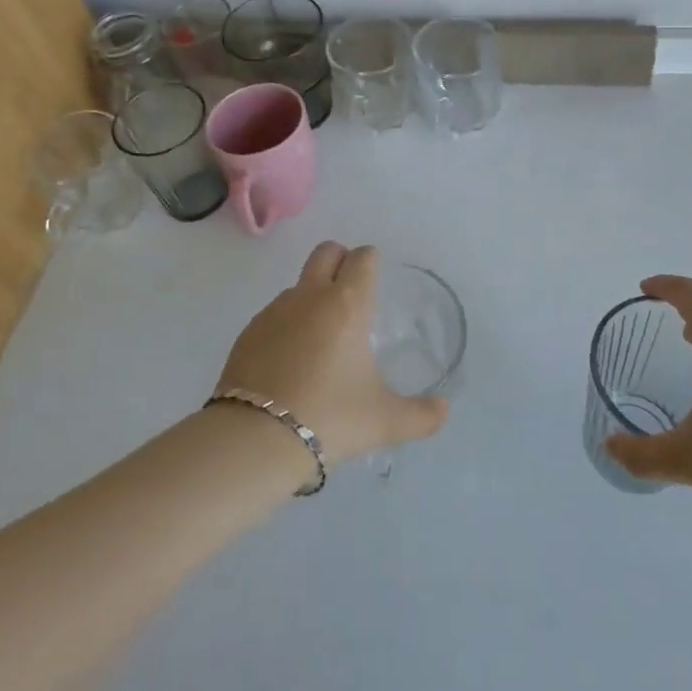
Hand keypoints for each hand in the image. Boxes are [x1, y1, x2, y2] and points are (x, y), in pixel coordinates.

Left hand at [215, 242, 448, 467]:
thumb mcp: (384, 421)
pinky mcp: (248, 332)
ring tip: (320, 342)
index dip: (371, 263)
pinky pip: (274, 315)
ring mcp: (274, 311)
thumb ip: (421, 415)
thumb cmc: (331, 417)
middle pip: (326, 252)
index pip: (363, 257)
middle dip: (340, 261)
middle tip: (351, 295)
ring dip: (312, 298)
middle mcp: (310, 296)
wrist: (256, 438)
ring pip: (298, 285)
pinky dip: (286, 326)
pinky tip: (289, 363)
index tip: (376, 282)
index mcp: (348, 304)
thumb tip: (443, 410)